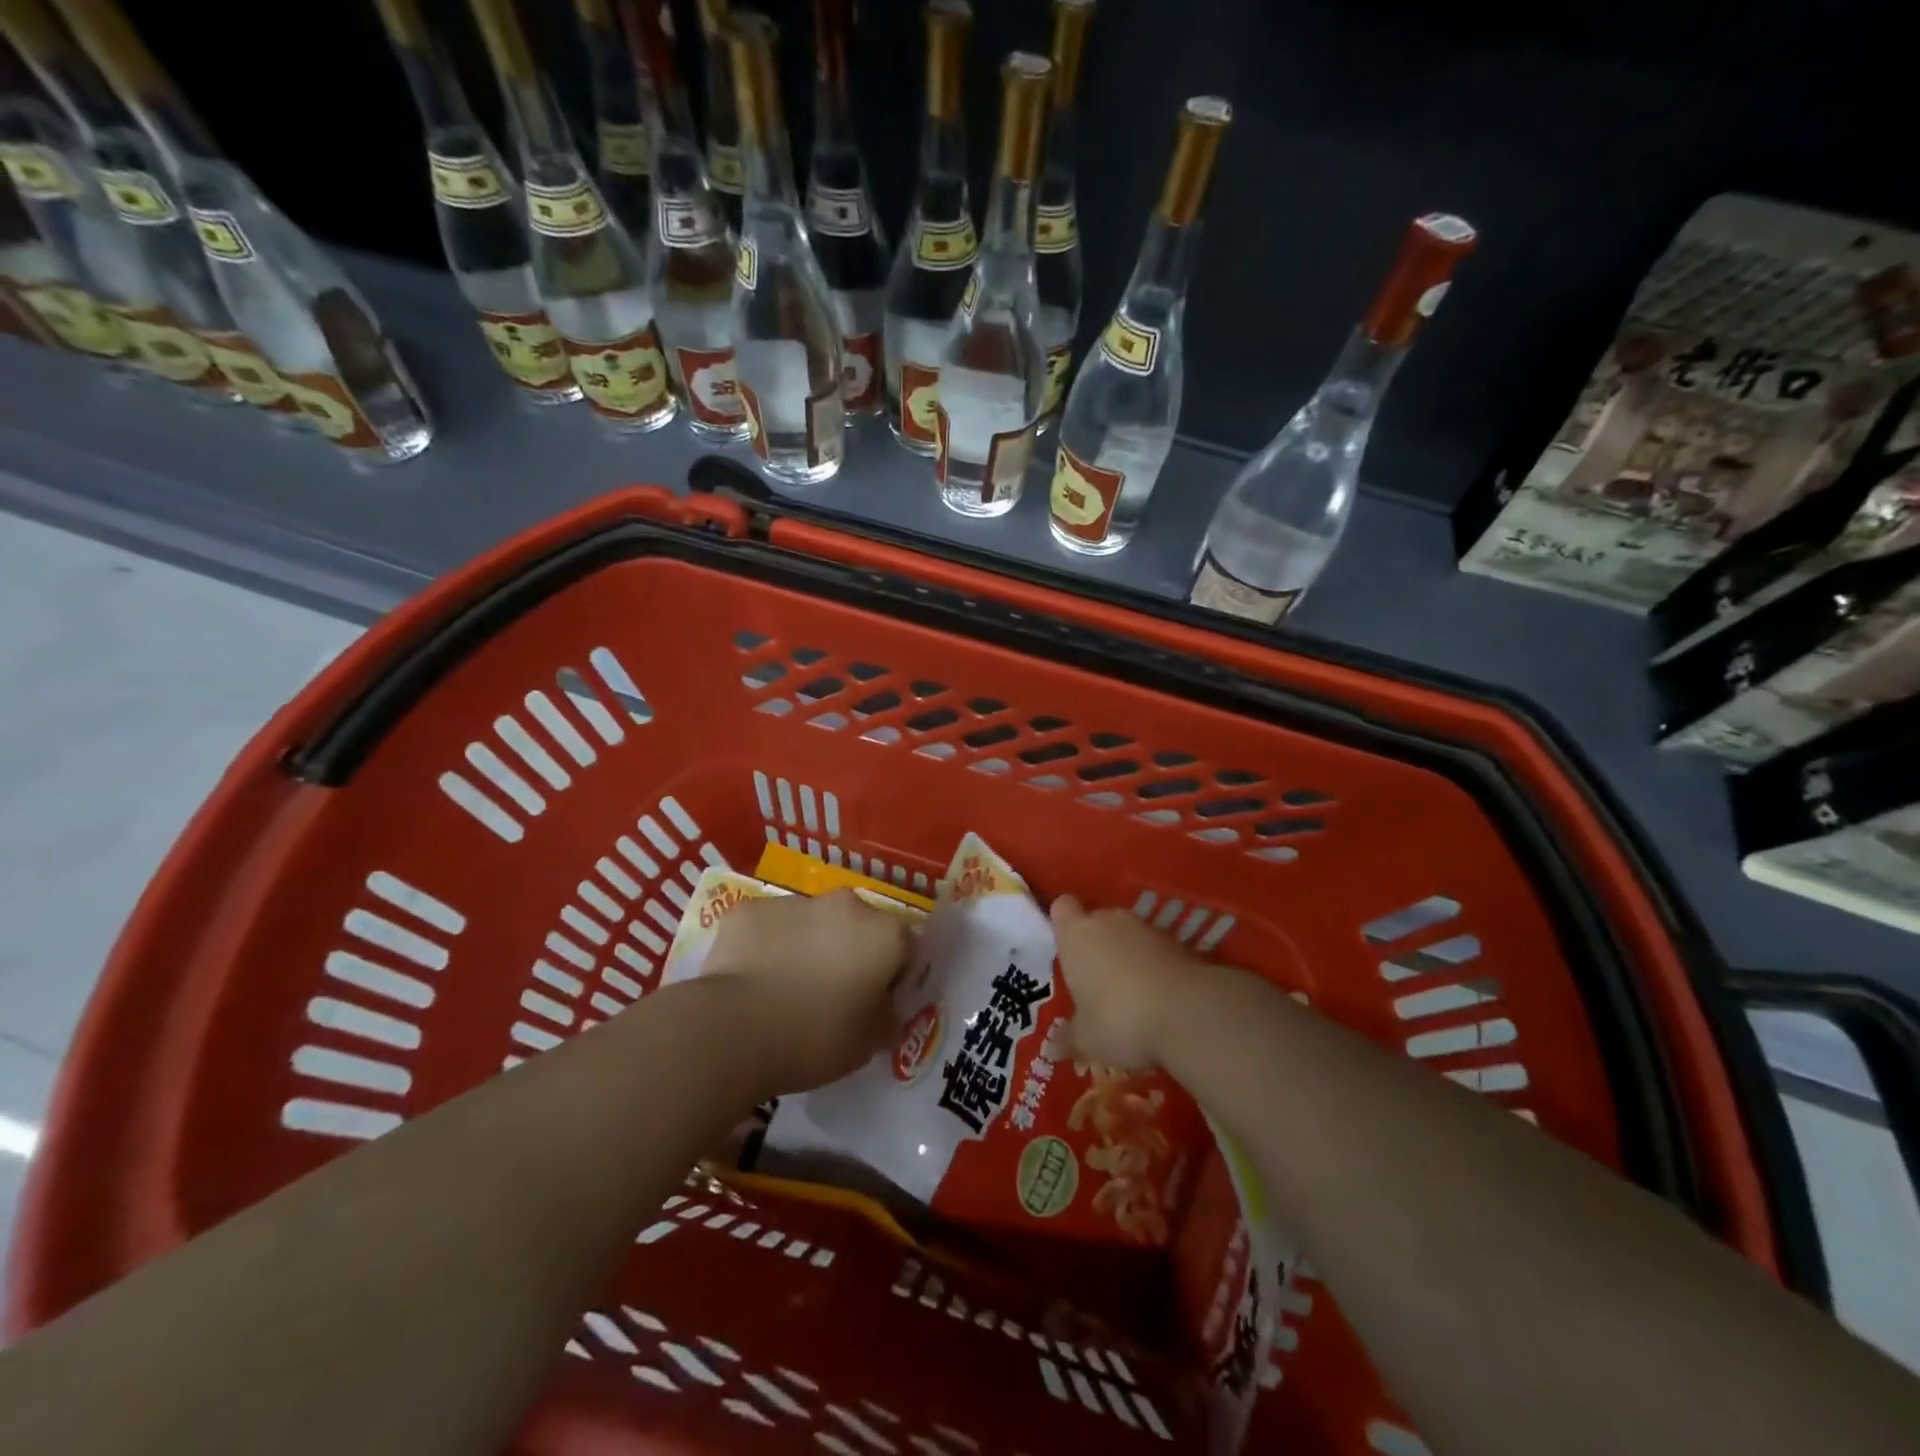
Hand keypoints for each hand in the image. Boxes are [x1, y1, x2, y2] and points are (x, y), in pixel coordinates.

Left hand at [703, 890, 912, 1095]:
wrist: (732, 1029)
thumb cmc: (814, 1038)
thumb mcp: (868, 1045)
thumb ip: (886, 1019)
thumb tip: (885, 1009)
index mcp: (884, 934)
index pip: (906, 948)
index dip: (895, 977)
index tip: (877, 1004)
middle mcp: (846, 905)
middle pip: (859, 927)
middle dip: (851, 953)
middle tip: (832, 996)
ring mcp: (795, 901)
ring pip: (812, 922)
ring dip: (809, 945)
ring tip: (786, 990)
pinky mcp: (749, 908)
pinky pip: (769, 926)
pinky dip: (767, 945)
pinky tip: (752, 982)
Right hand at [1051, 895, 1200, 1070]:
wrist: (1188, 1013)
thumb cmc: (1119, 1019)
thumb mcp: (1088, 1039)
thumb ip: (1070, 1038)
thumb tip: (1052, 1048)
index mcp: (1076, 935)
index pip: (1062, 907)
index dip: (1063, 922)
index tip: (1064, 945)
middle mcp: (1109, 922)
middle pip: (1097, 920)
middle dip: (1096, 943)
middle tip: (1095, 980)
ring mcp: (1147, 929)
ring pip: (1129, 934)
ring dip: (1127, 955)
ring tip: (1129, 993)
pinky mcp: (1179, 943)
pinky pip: (1156, 950)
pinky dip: (1155, 966)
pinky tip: (1158, 998)